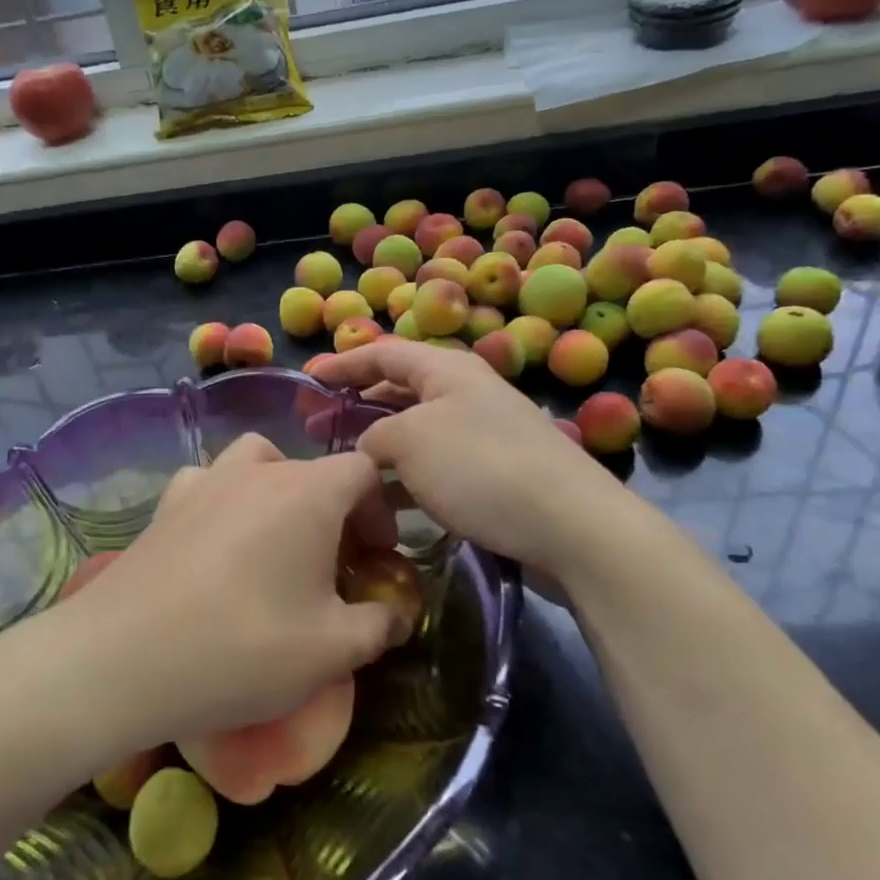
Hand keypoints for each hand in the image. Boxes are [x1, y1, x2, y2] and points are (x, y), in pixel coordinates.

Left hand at [47, 434, 402, 751]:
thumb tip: (398, 613)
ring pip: (258, 463)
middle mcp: (257, 470)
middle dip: (335, 511)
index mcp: (307, 492)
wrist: (122, 659)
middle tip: (334, 566)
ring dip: (279, 493)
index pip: (362, 470)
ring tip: (276, 542)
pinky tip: (218, 543)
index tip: (376, 558)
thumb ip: (379, 625)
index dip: (380, 509)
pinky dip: (226, 500)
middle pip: (312, 470)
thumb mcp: (331, 651)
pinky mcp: (166, 504)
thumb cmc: (243, 648)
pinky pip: (210, 483)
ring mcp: (205, 481)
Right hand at [310, 338, 617, 578]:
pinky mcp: (496, 475)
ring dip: (381, 447)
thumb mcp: (410, 440)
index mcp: (447, 370)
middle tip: (318, 430)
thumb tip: (368, 449)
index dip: (343, 363)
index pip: (384, 353)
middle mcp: (467, 394)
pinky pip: (438, 466)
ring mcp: (485, 435)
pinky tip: (389, 503)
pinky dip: (408, 477)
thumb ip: (374, 436)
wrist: (571, 526)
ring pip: (418, 432)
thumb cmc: (480, 467)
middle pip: (401, 390)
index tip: (308, 379)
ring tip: (346, 470)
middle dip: (358, 406)